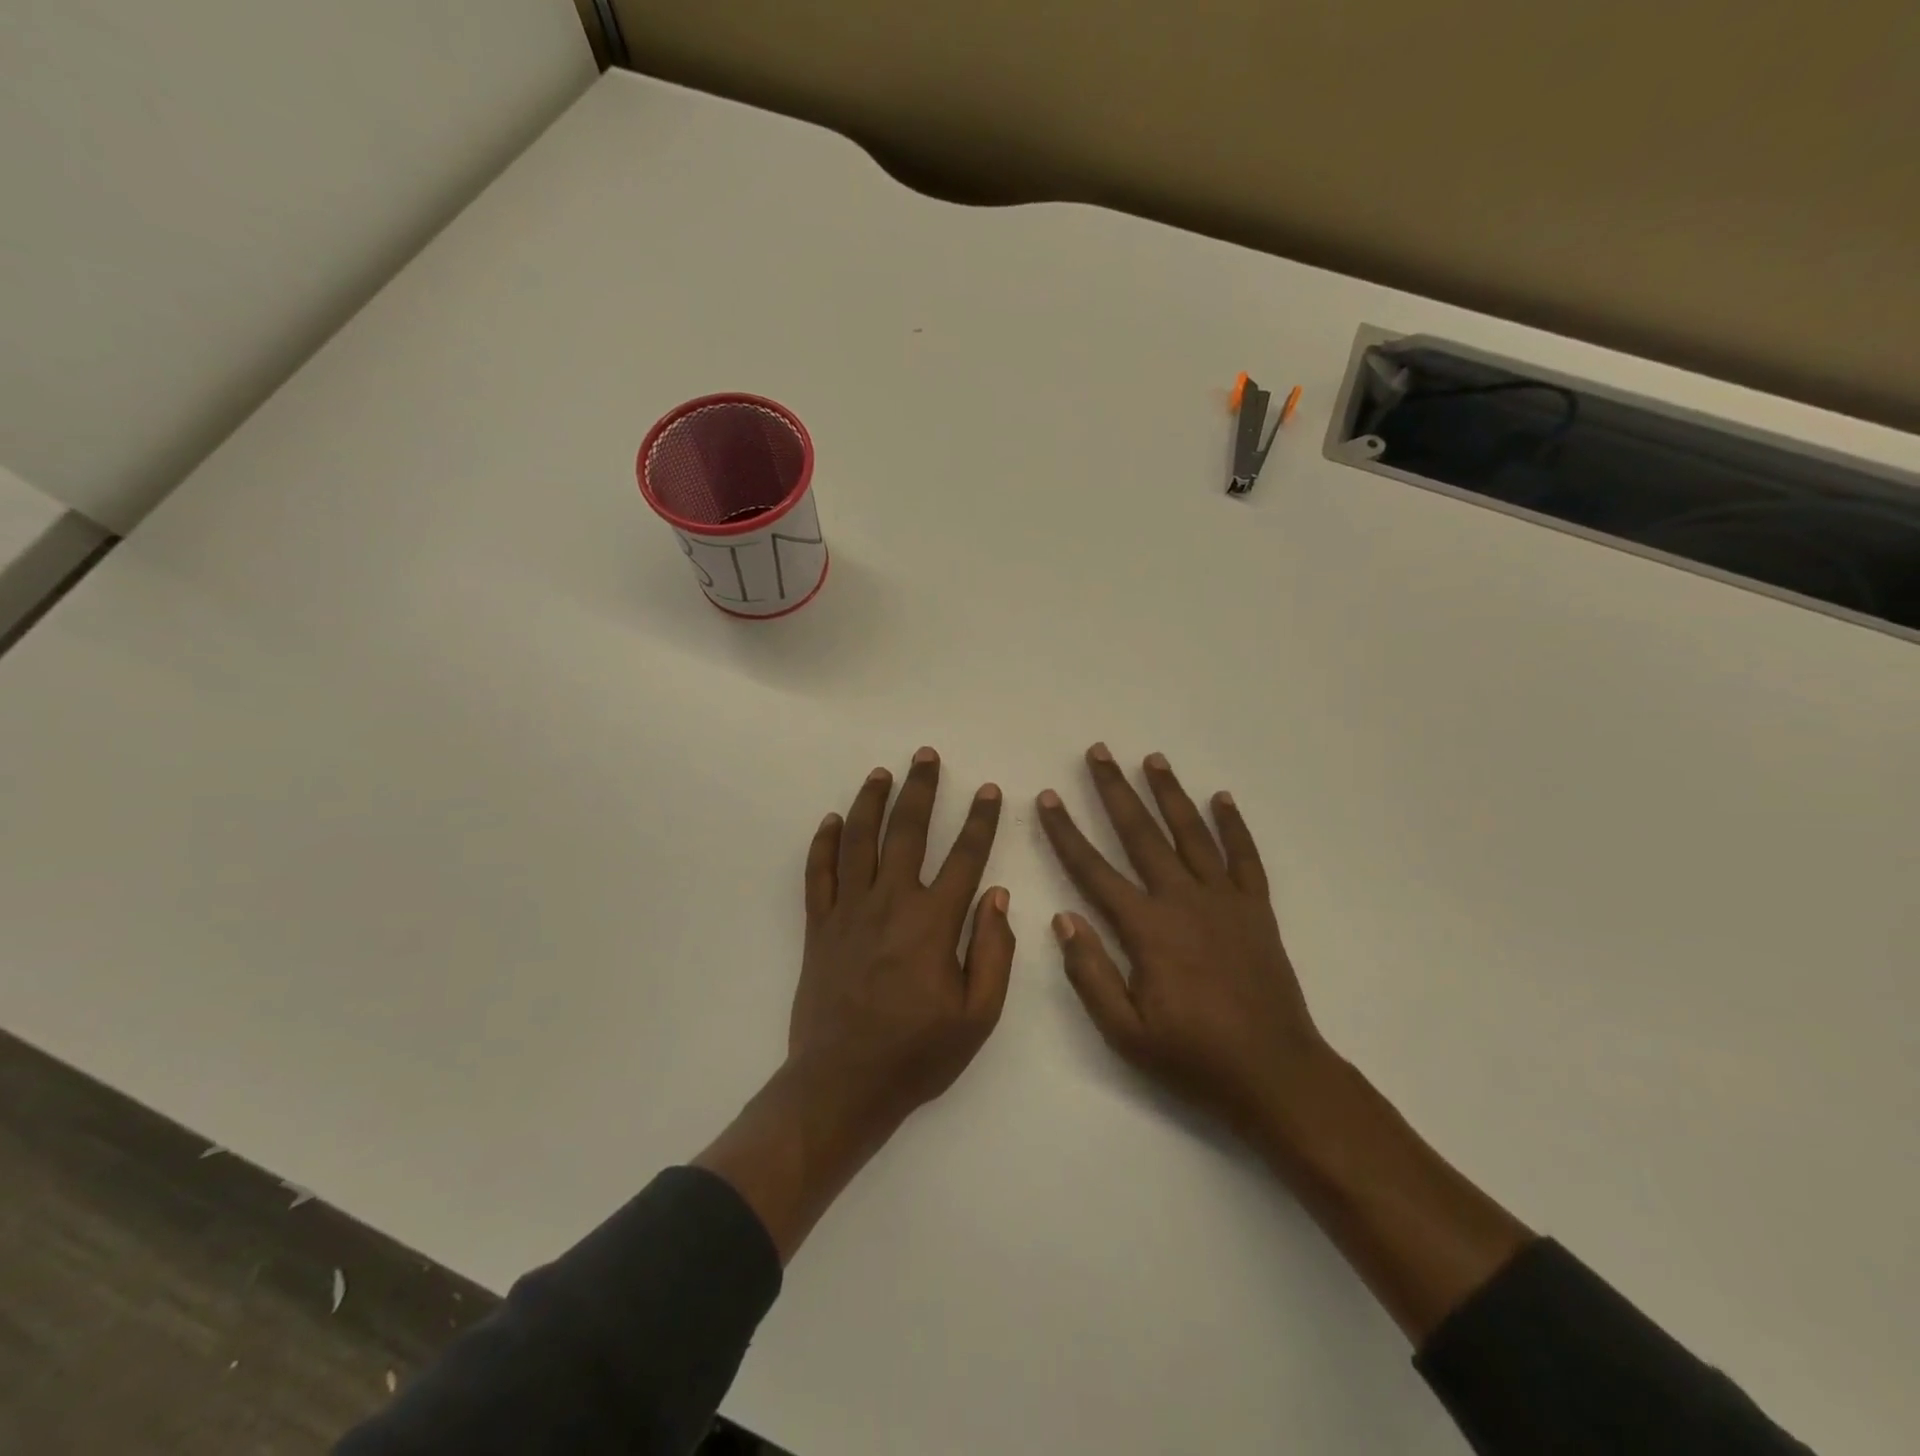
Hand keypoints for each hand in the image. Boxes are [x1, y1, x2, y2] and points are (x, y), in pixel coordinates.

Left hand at [790, 748, 1014, 1136]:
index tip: (988, 790)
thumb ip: (993, 952)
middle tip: (925, 756)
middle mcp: (890, 903)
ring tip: (881, 773)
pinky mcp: (819, 927)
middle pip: (906, 832)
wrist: (842, 1084)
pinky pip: (819, 874)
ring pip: (859, 841)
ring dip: (871, 802)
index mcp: (933, 923)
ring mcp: (849, 911)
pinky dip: (824, 844)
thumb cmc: (917, 1054)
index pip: (964, 857)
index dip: (980, 820)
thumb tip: (997, 895)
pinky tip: (832, 820)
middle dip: (920, 790)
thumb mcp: (978, 1016)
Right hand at [1037, 743, 1328, 1142]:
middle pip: (1141, 834)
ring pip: (1191, 833)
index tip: (1047, 798)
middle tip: (1098, 752)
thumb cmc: (1193, 1057)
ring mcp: (1224, 900)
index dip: (1066, 832)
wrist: (1275, 1074)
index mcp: (1146, 929)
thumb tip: (1064, 917)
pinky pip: (1244, 856)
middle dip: (1115, 790)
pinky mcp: (1256, 909)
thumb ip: (1090, 973)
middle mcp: (1183, 900)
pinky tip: (1221, 798)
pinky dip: (1233, 824)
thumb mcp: (1125, 1032)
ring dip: (1169, 793)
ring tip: (1151, 759)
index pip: (1093, 869)